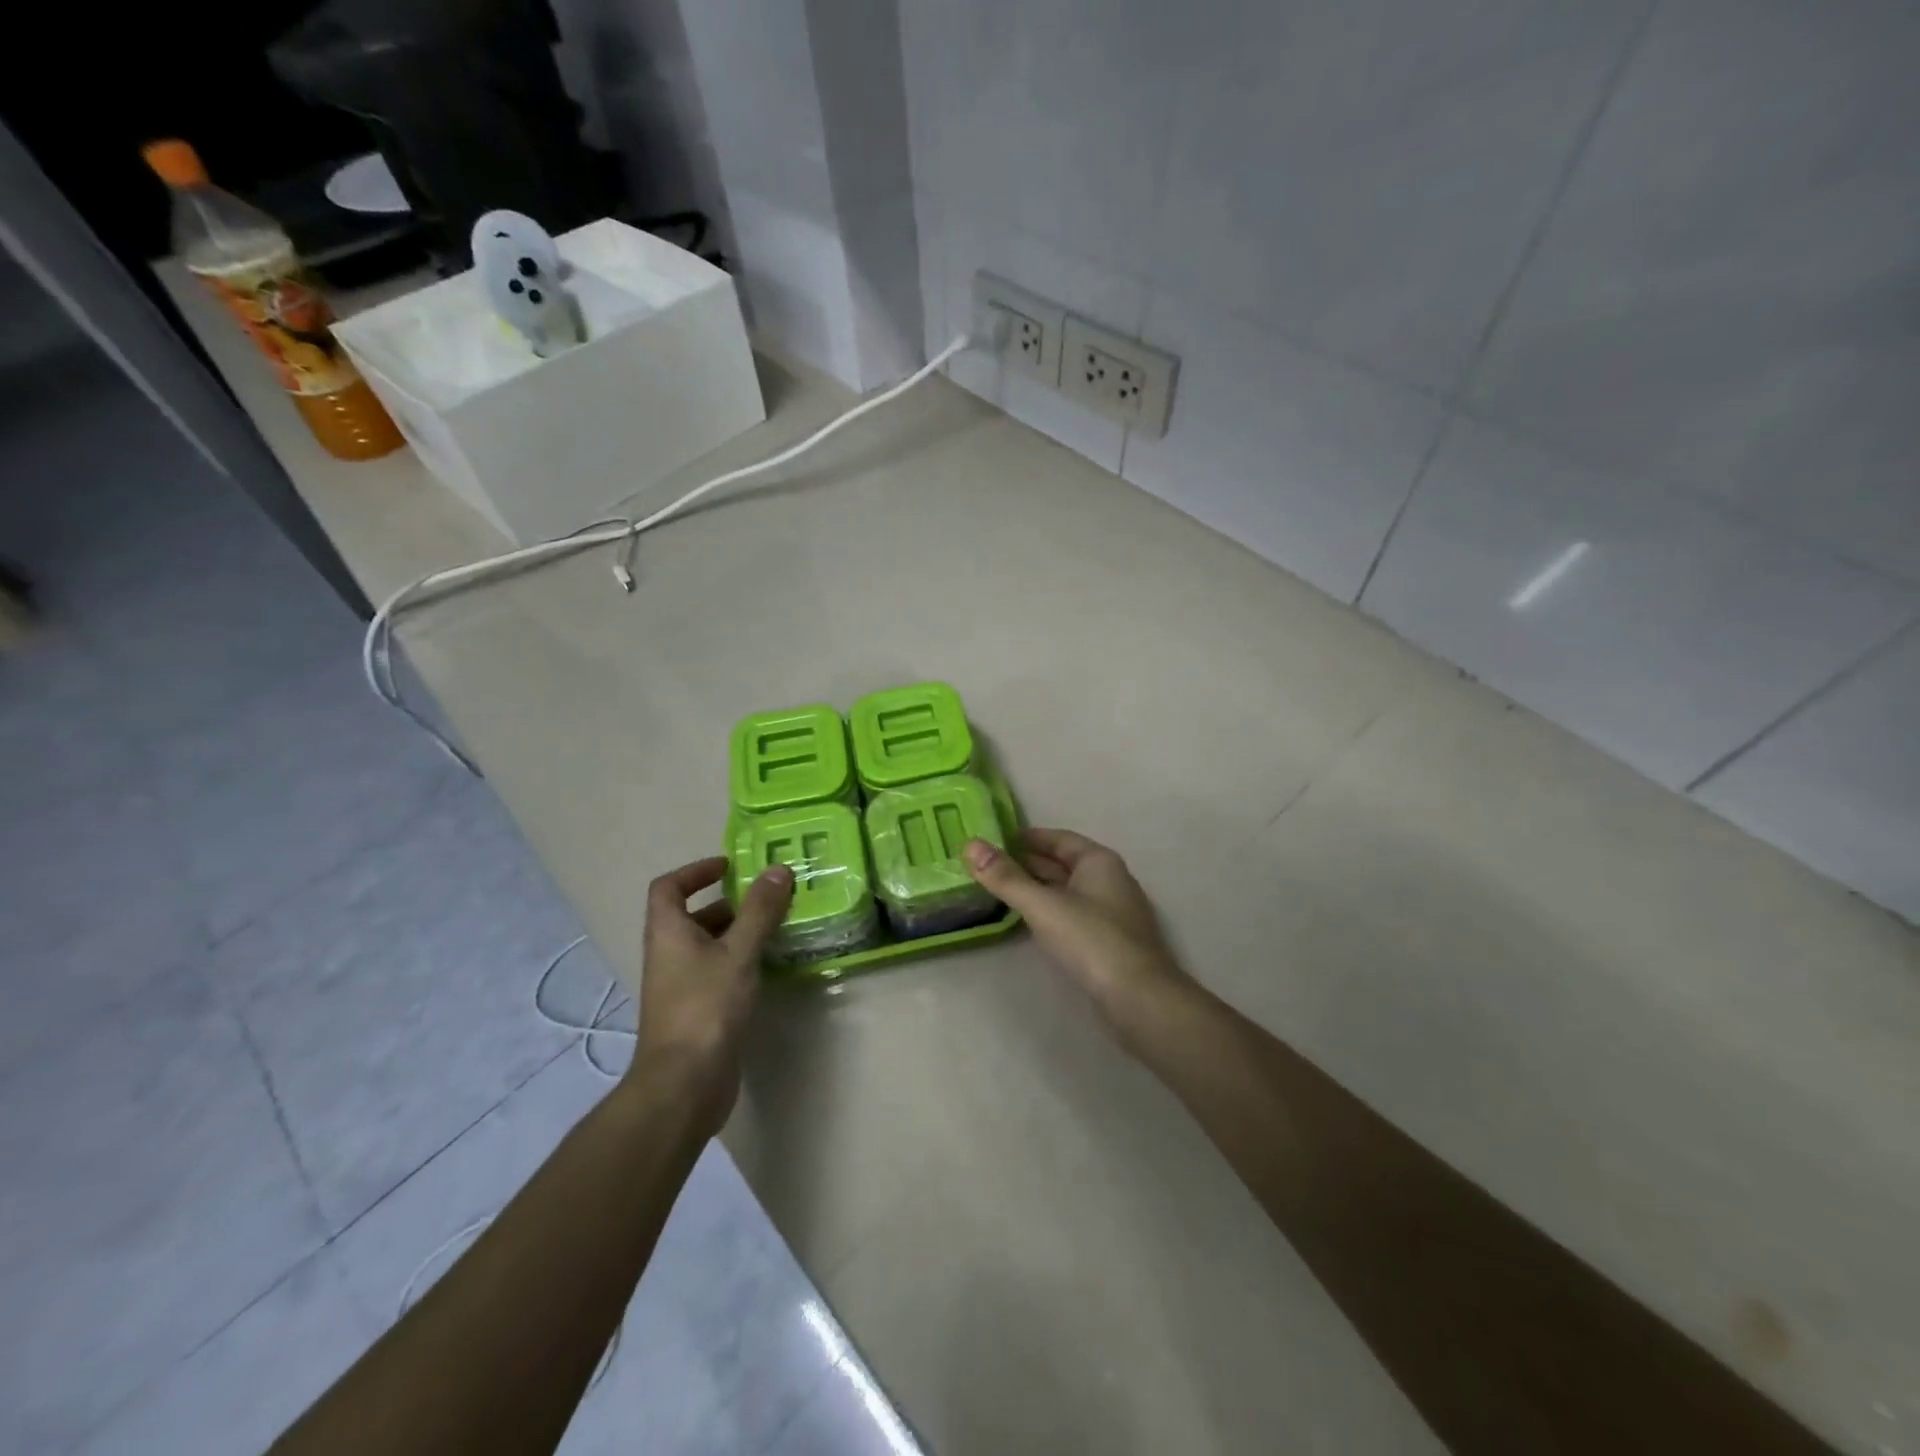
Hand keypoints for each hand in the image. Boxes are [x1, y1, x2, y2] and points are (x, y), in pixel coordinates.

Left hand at [634, 856, 792, 1128]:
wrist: (684, 1083)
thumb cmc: (706, 1007)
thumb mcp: (738, 952)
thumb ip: (760, 911)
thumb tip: (778, 869)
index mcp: (668, 932)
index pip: (669, 887)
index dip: (695, 871)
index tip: (730, 867)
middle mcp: (669, 954)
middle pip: (694, 915)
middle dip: (730, 902)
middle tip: (770, 897)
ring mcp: (681, 985)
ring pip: (709, 945)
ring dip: (740, 932)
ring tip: (779, 926)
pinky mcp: (697, 1009)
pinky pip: (719, 971)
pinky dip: (742, 961)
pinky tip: (771, 965)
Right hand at [964, 829, 1188, 1039]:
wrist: (1139, 999)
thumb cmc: (1091, 940)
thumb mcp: (1043, 905)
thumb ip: (1006, 877)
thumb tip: (970, 845)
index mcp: (1099, 861)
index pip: (1058, 838)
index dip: (1026, 838)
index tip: (994, 841)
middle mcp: (1110, 880)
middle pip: (1063, 864)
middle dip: (1028, 863)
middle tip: (988, 867)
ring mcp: (1112, 912)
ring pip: (1067, 891)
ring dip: (1037, 889)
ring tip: (1001, 891)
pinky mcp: (1109, 941)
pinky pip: (1073, 914)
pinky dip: (1050, 911)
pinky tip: (1031, 922)